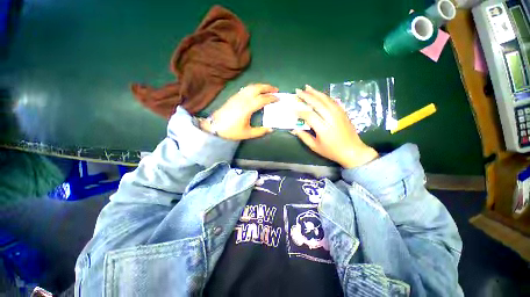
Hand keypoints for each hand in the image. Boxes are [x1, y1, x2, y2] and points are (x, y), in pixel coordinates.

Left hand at [200, 84, 278, 139]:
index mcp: (247, 108)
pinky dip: (254, 87)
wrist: (214, 127)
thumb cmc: (231, 131)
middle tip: (276, 90)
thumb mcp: (247, 133)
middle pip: (257, 88)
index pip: (262, 99)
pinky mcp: (234, 96)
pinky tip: (256, 91)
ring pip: (251, 86)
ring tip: (268, 89)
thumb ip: (260, 131)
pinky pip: (246, 88)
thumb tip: (271, 129)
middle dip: (268, 87)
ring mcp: (237, 96)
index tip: (278, 98)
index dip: (271, 98)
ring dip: (261, 86)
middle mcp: (243, 99)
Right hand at [291, 85, 378, 167]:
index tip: (292, 109)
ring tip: (307, 87)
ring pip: (326, 99)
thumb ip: (303, 137)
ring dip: (316, 92)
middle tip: (298, 91)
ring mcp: (339, 114)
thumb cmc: (332, 151)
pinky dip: (324, 96)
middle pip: (317, 103)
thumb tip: (293, 129)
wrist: (353, 151)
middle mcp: (331, 118)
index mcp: (323, 129)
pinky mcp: (343, 112)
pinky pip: (332, 101)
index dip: (299, 111)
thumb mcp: (315, 147)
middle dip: (306, 96)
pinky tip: (319, 94)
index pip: (309, 116)